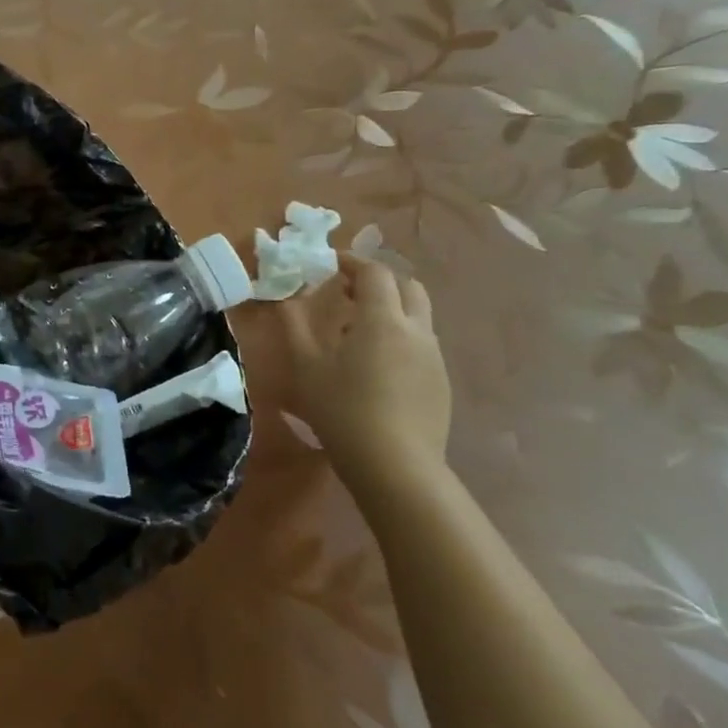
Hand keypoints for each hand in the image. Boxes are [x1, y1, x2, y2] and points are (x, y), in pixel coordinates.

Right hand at [276, 255, 450, 484]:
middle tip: (346, 291)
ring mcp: (434, 357)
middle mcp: (416, 330)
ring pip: (418, 315)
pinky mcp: (441, 382)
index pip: (374, 272)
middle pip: (407, 286)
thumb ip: (294, 325)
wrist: (395, 466)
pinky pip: (421, 344)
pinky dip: (399, 336)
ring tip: (357, 329)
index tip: (329, 264)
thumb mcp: (306, 366)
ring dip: (390, 308)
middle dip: (378, 280)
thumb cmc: (342, 410)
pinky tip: (376, 365)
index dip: (352, 262)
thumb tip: (286, 296)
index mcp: (382, 320)